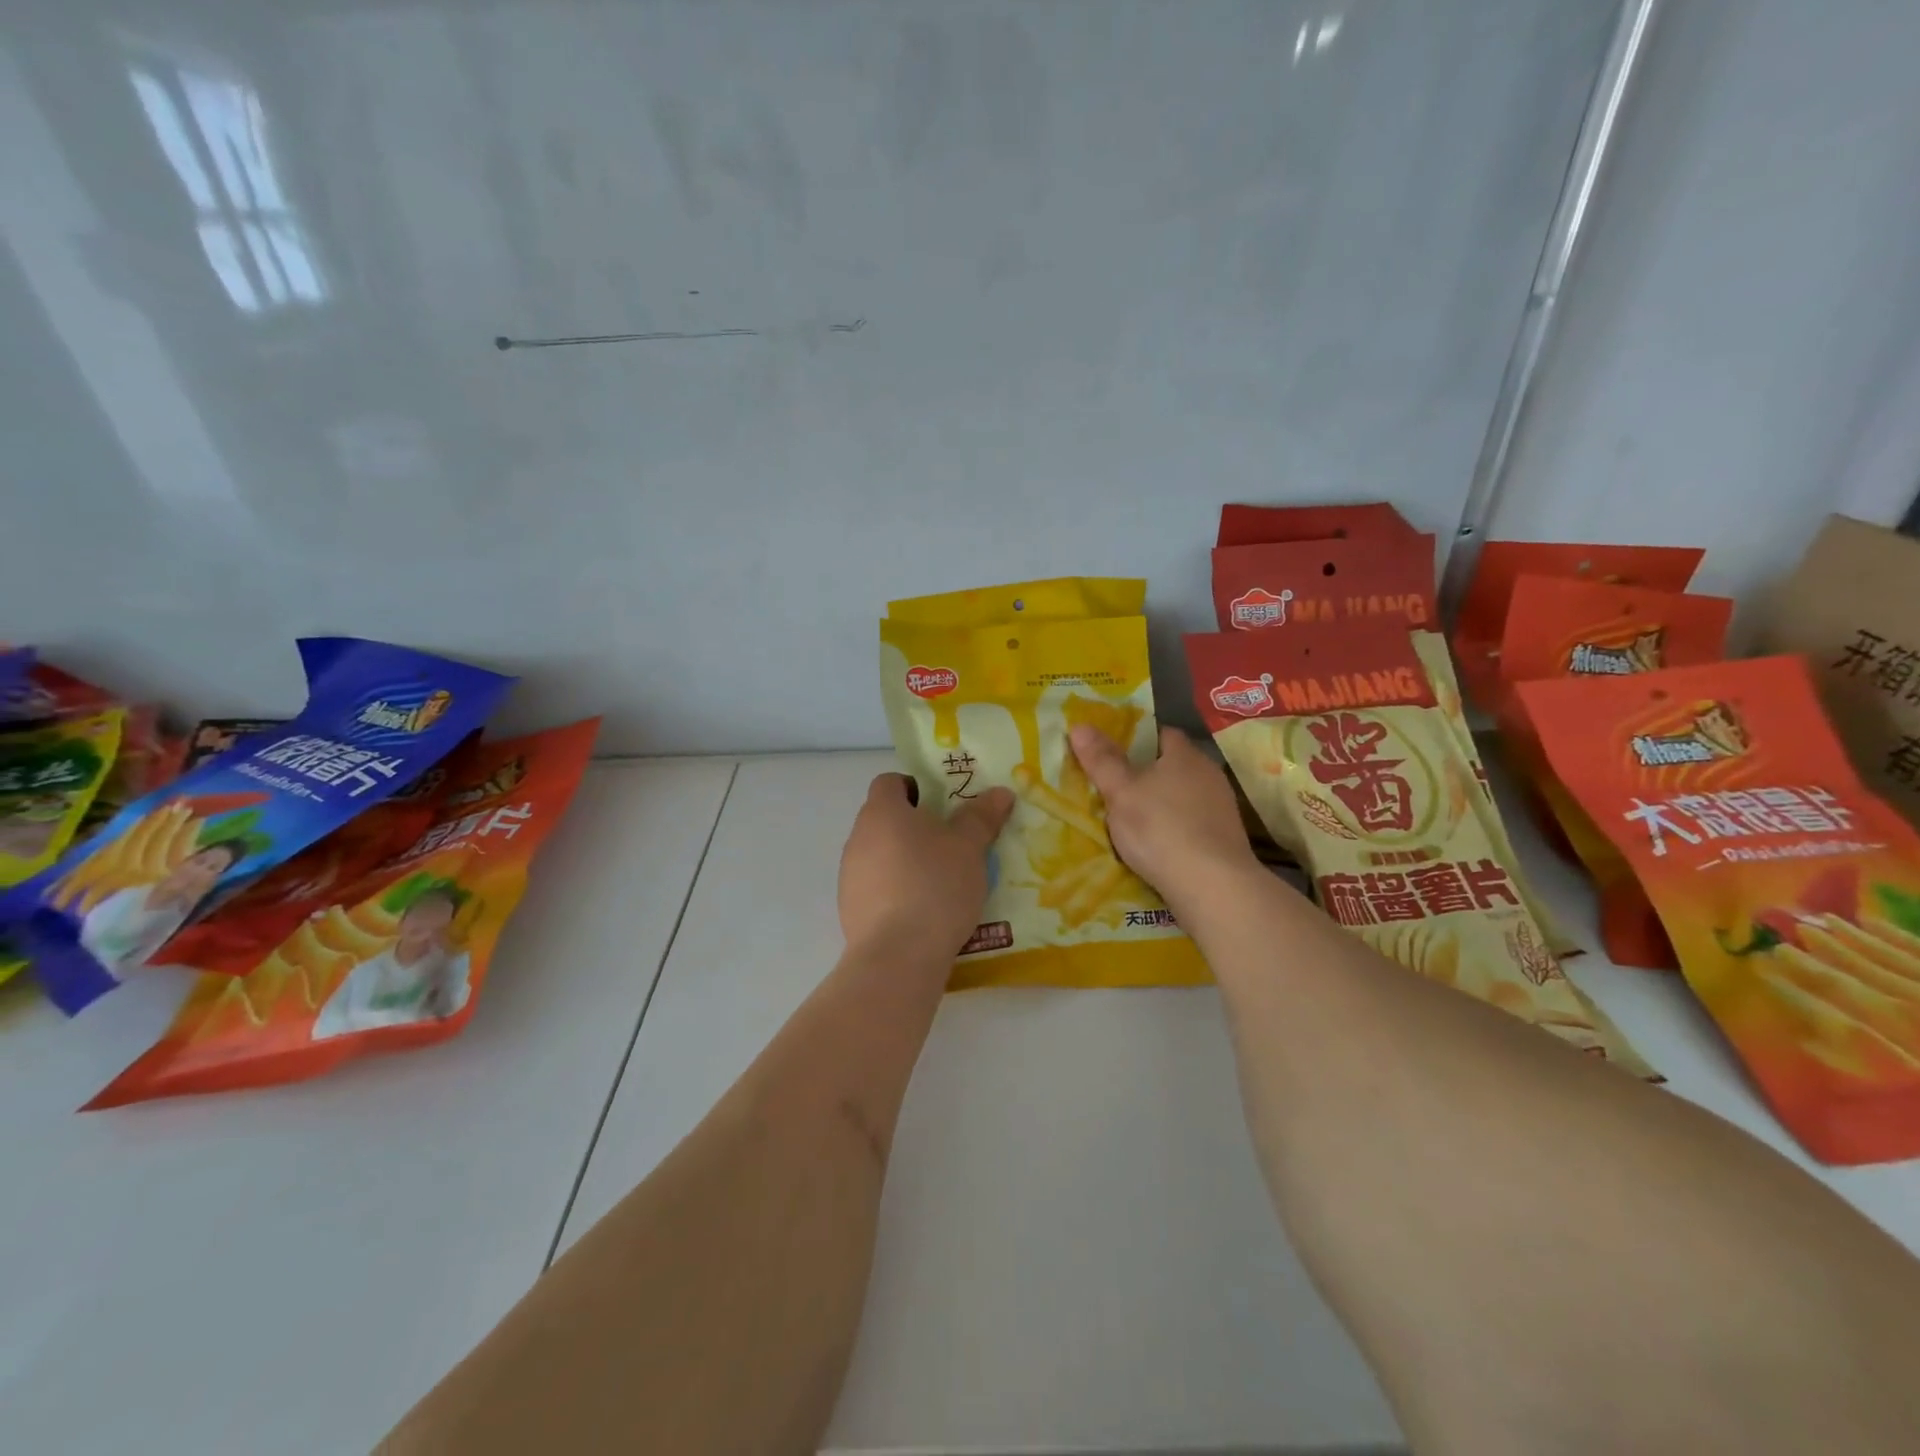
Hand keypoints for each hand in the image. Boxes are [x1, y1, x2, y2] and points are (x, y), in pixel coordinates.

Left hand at [838, 774, 1014, 958]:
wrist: (898, 956)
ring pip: (880, 855)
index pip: (890, 782)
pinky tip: (923, 912)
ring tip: (941, 882)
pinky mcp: (849, 909)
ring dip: (906, 861)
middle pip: (885, 820)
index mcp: (882, 812)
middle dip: (916, 828)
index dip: (915, 787)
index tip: (942, 806)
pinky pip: (876, 888)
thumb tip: (1000, 792)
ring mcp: (849, 875)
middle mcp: (858, 837)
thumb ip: (981, 817)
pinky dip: (896, 891)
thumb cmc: (935, 886)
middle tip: (951, 844)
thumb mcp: (969, 848)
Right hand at [1068, 725, 1258, 911]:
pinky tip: (1159, 845)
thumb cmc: (1160, 828)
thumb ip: (1101, 760)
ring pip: (1185, 795)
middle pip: (1174, 765)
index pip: (1161, 734)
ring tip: (1134, 819)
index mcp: (1185, 755)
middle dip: (1148, 773)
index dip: (1137, 739)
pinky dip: (1176, 828)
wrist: (1212, 885)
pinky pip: (1194, 822)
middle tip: (1117, 787)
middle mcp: (1209, 774)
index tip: (1114, 753)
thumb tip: (1080, 725)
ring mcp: (1222, 807)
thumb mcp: (1120, 792)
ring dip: (1163, 803)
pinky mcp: (1226, 838)